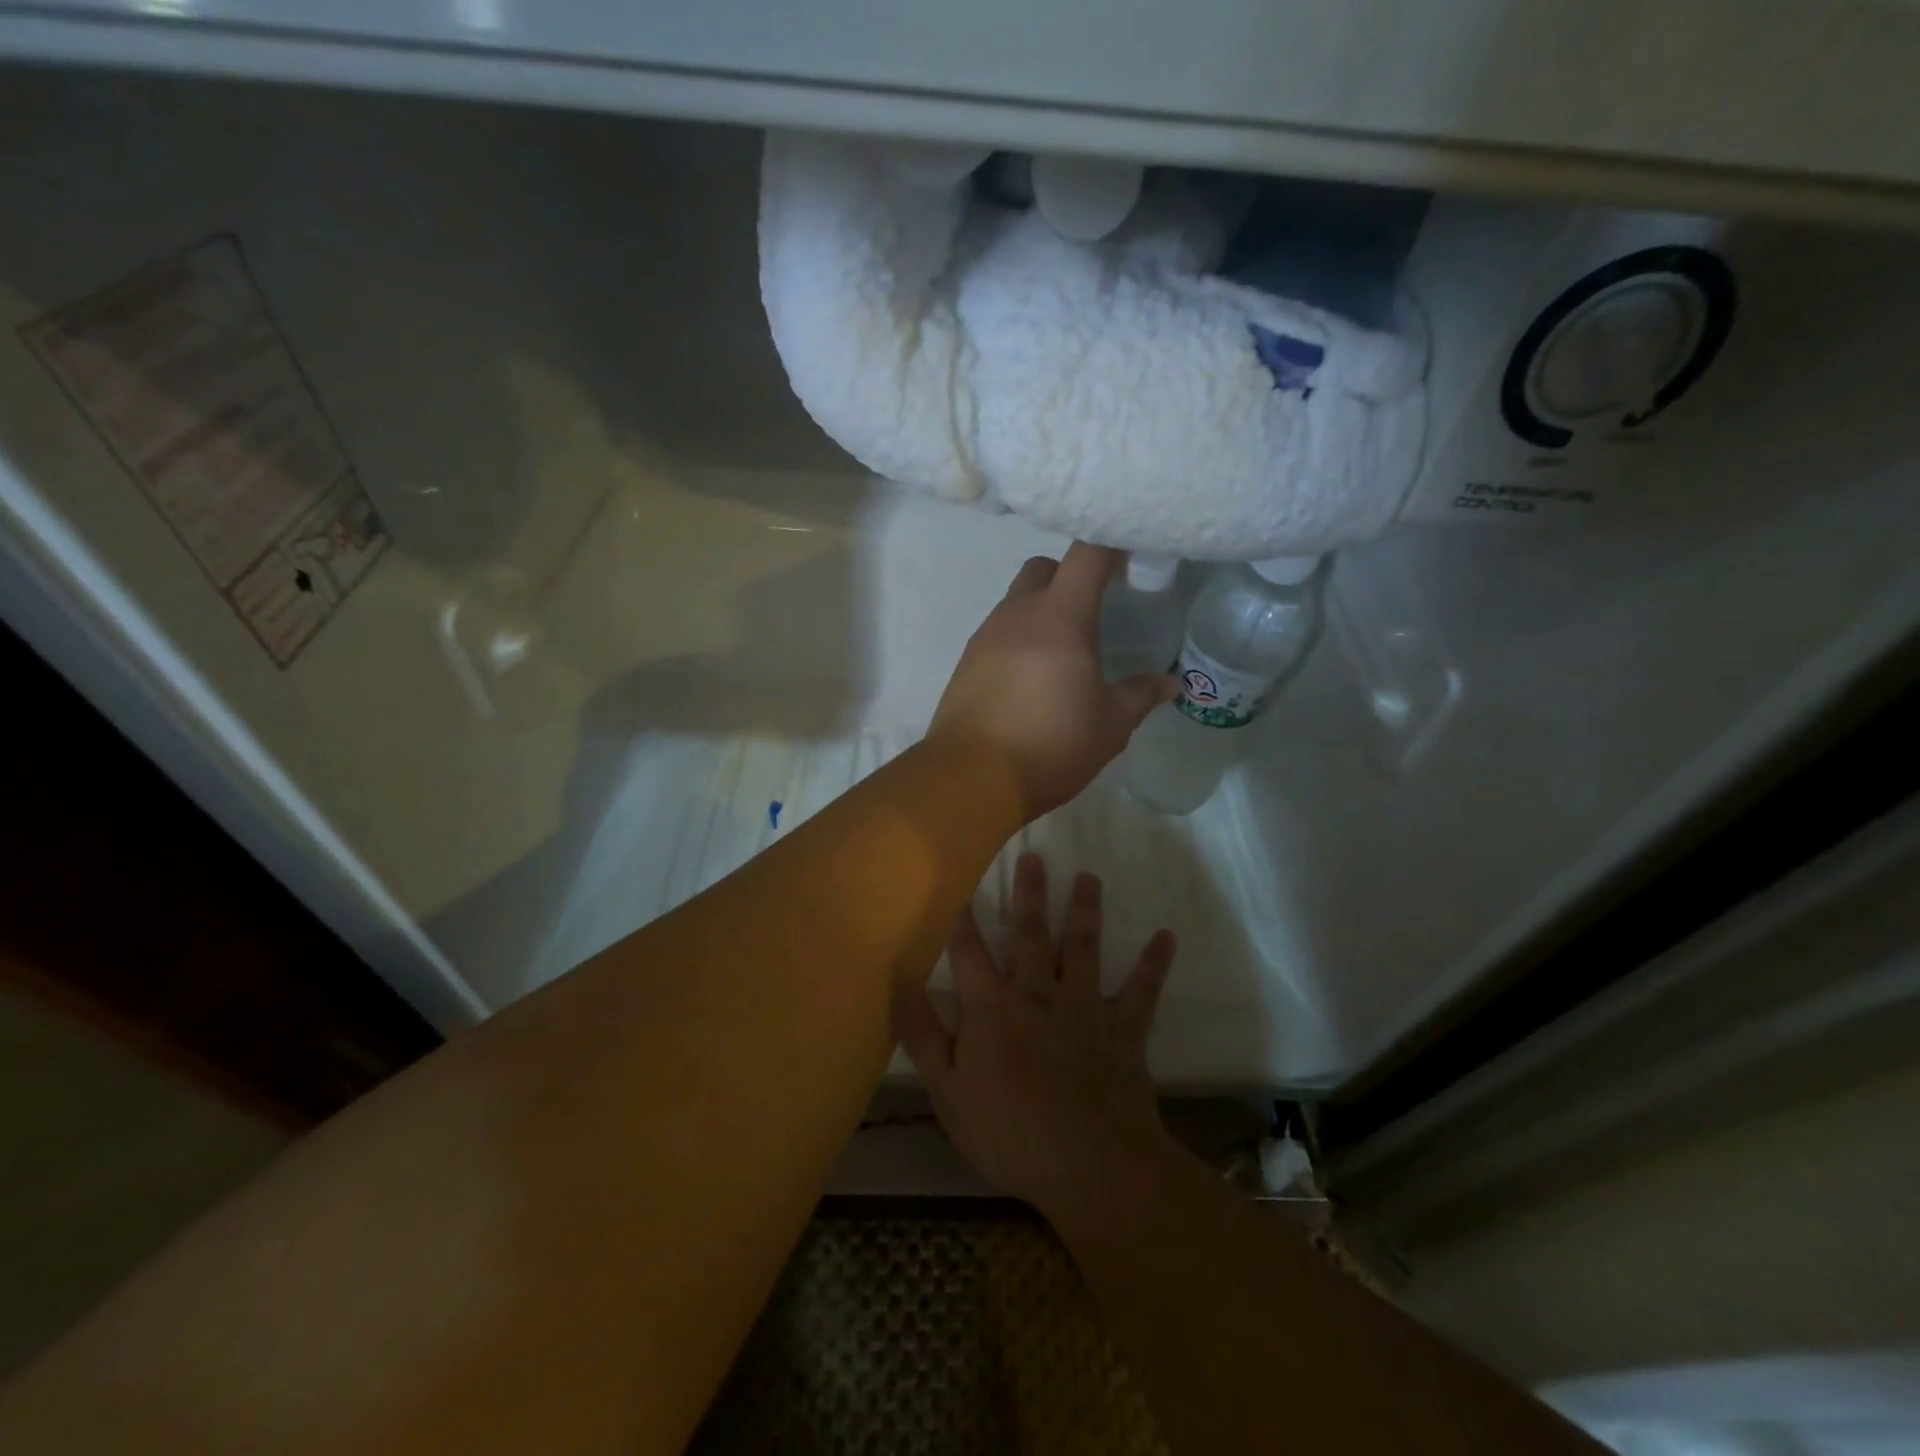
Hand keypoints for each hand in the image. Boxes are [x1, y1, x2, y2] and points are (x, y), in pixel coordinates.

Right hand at [896, 852, 1178, 1219]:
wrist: (1091, 1165)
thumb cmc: (1010, 1133)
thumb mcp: (948, 1093)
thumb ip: (923, 1037)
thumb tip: (899, 984)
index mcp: (992, 1009)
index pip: (969, 953)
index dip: (961, 919)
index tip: (960, 884)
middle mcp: (1037, 994)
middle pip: (1029, 934)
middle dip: (1029, 894)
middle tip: (1033, 855)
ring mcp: (1084, 1008)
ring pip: (1083, 947)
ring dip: (1085, 910)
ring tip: (1089, 877)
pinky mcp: (1123, 1029)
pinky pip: (1141, 991)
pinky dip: (1153, 964)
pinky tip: (1166, 936)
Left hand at [929, 543, 1175, 820]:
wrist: (971, 778)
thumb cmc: (1051, 745)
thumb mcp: (1109, 725)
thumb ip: (1140, 695)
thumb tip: (1171, 682)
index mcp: (1060, 616)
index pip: (1088, 553)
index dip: (1112, 545)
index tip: (1132, 558)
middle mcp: (1018, 614)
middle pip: (1045, 568)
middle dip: (1071, 576)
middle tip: (1095, 609)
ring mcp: (985, 636)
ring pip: (1016, 600)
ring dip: (1042, 611)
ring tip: (1064, 652)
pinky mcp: (965, 663)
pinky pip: (997, 633)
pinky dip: (1018, 640)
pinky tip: (1031, 678)